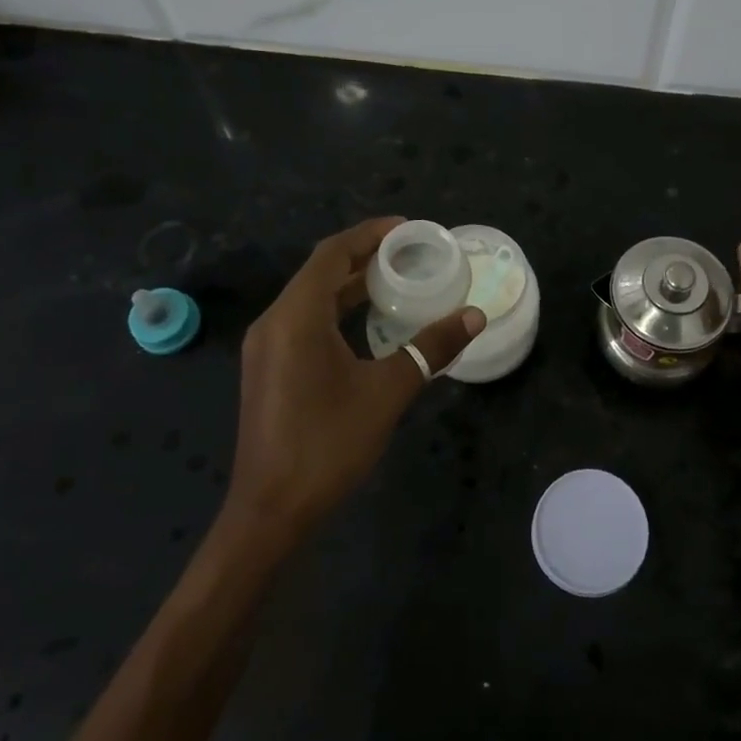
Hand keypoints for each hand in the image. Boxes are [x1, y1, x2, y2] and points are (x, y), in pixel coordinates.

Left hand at [228, 217, 484, 542]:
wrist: (270, 512)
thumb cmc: (328, 444)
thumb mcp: (388, 392)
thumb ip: (431, 348)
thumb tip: (474, 316)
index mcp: (296, 317)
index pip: (332, 254)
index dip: (370, 234)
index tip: (408, 228)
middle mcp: (274, 322)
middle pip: (320, 272)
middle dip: (364, 256)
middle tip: (411, 253)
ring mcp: (267, 347)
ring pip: (311, 298)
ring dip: (351, 284)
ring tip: (397, 279)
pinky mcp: (269, 369)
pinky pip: (304, 321)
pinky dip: (337, 311)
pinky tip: (367, 323)